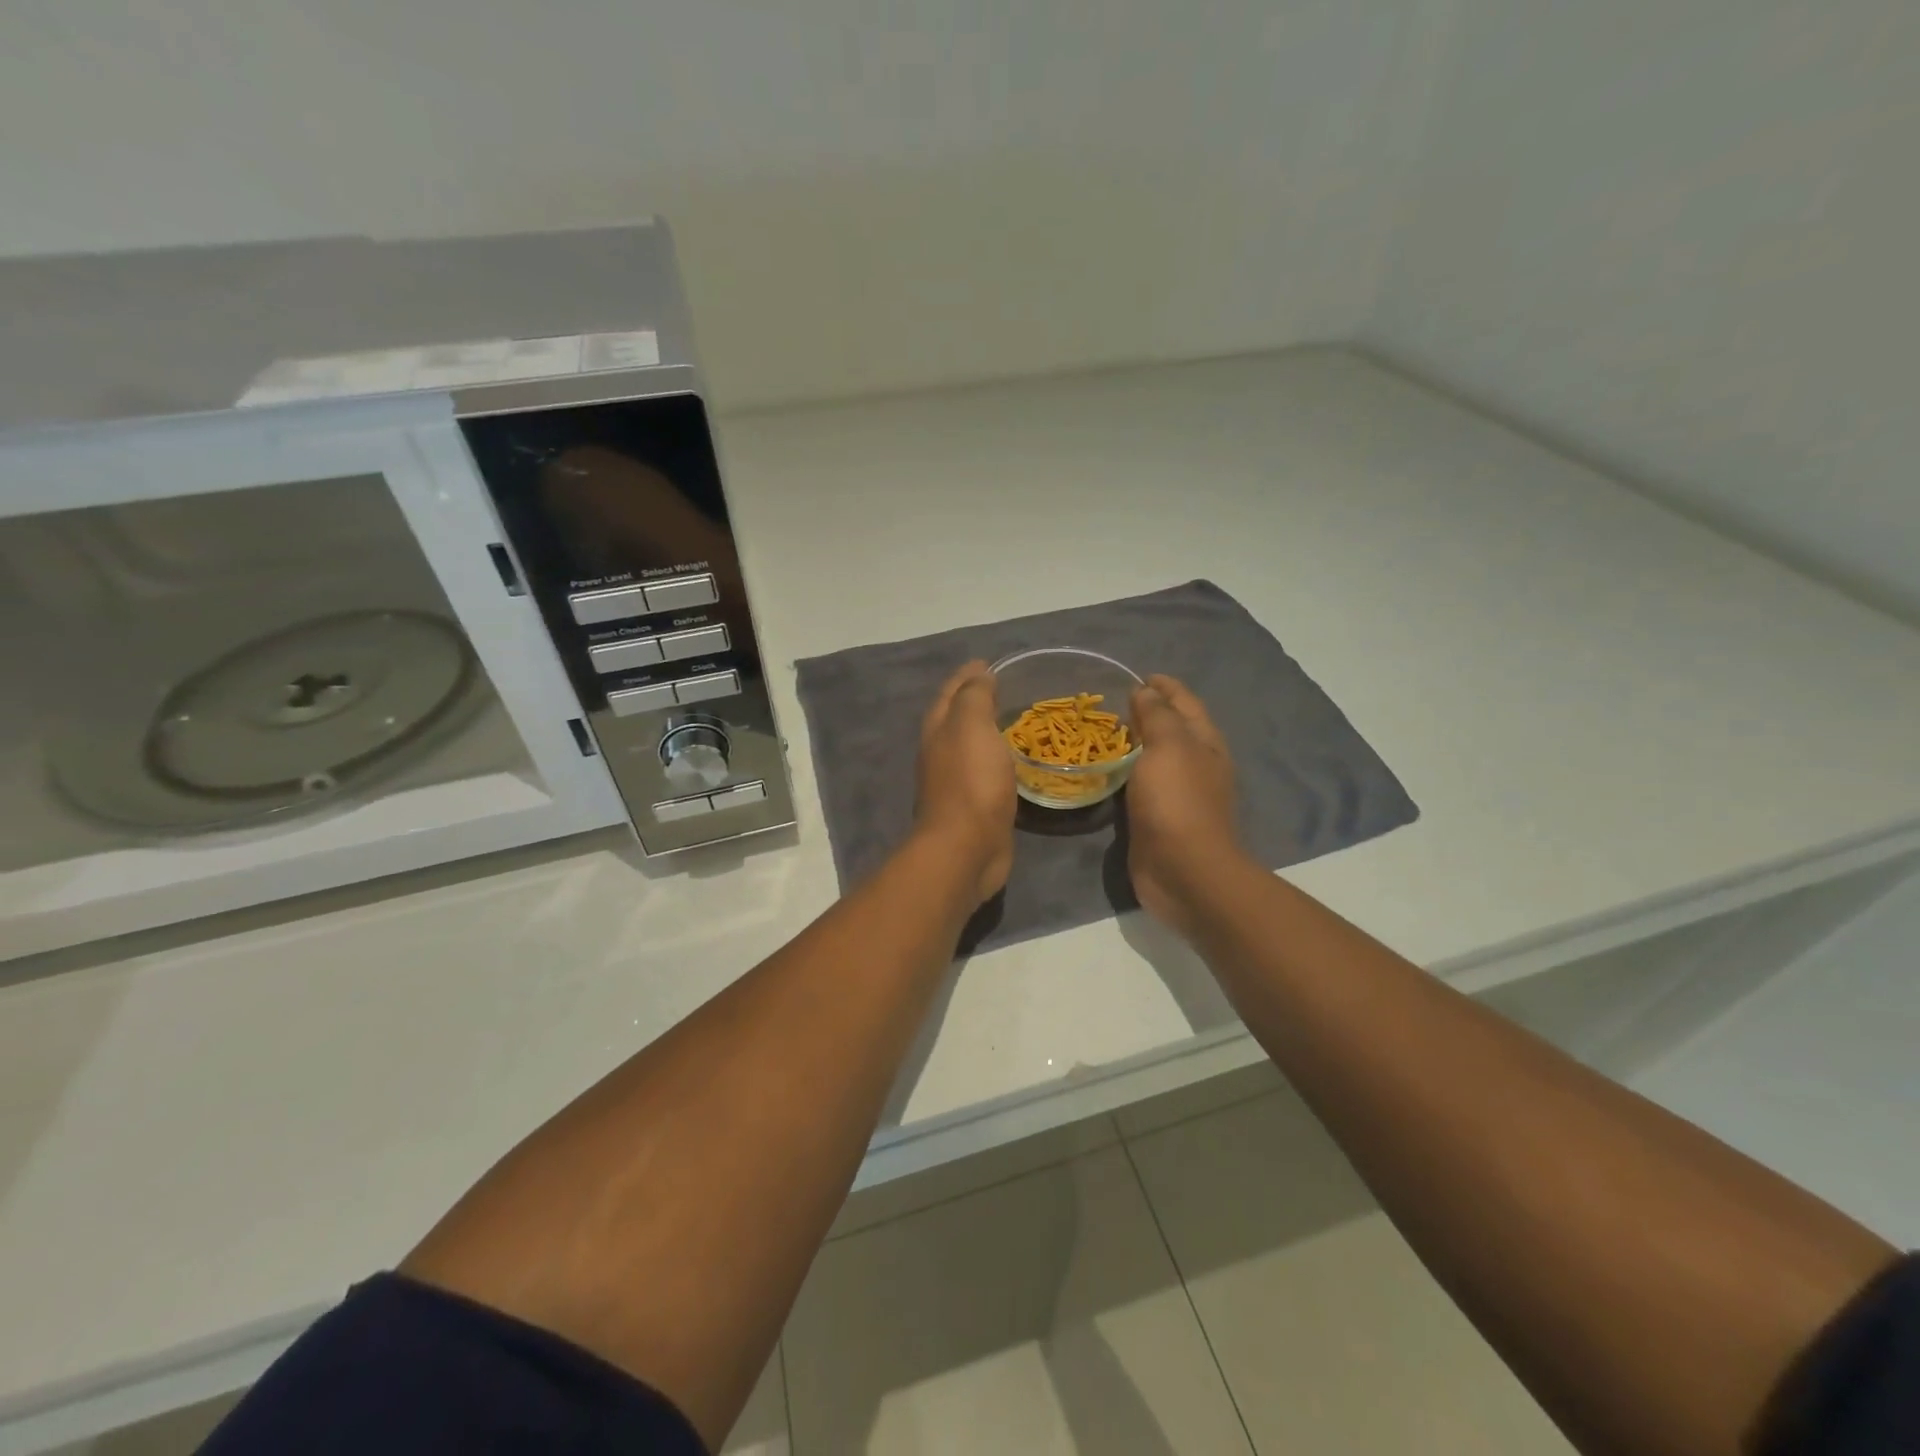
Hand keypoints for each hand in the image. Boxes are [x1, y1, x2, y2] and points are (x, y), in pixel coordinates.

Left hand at [914, 661, 1016, 904]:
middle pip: (955, 718)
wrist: (966, 848)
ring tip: (1011, 721)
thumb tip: (978, 674)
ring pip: (970, 747)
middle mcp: (940, 753)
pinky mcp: (973, 807)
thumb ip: (975, 697)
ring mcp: (955, 782)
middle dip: (973, 701)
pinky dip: (996, 760)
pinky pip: (985, 773)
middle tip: (1002, 688)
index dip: (967, 675)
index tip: (987, 662)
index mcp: (938, 730)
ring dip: (985, 732)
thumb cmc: (971, 781)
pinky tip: (1012, 761)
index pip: (951, 692)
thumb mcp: (972, 726)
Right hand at [1126, 675, 1245, 934]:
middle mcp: (1197, 765)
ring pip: (1156, 758)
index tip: (1139, 675)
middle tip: (1115, 703)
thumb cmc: (1177, 802)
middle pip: (1174, 729)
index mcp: (1205, 743)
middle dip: (1150, 712)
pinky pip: (1142, 785)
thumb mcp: (1168, 747)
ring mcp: (1179, 794)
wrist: (1184, 871)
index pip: (1185, 703)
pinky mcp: (1159, 819)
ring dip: (1136, 743)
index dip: (1166, 686)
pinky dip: (1127, 772)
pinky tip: (1107, 771)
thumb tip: (1146, 691)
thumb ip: (1156, 716)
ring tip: (1106, 732)